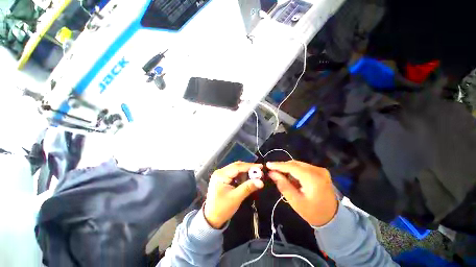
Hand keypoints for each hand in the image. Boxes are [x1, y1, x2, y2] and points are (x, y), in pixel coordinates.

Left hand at [204, 162, 263, 228]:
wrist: (211, 218)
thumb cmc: (222, 209)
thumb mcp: (236, 198)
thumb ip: (248, 188)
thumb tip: (261, 182)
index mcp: (221, 175)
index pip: (237, 167)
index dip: (250, 166)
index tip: (261, 166)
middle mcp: (220, 172)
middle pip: (236, 166)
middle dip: (248, 169)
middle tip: (259, 172)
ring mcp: (221, 175)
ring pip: (236, 169)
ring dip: (245, 173)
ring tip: (253, 178)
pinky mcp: (222, 178)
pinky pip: (234, 174)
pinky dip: (241, 176)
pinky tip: (246, 181)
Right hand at [267, 160, 337, 226]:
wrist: (333, 218)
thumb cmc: (313, 212)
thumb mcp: (295, 201)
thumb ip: (283, 185)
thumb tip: (271, 173)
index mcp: (312, 178)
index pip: (291, 167)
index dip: (278, 165)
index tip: (267, 165)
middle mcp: (317, 170)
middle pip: (295, 164)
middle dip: (282, 167)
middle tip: (272, 172)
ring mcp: (320, 170)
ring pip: (298, 164)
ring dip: (289, 169)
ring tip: (282, 177)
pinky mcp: (320, 172)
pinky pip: (303, 167)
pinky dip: (295, 171)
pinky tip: (292, 178)